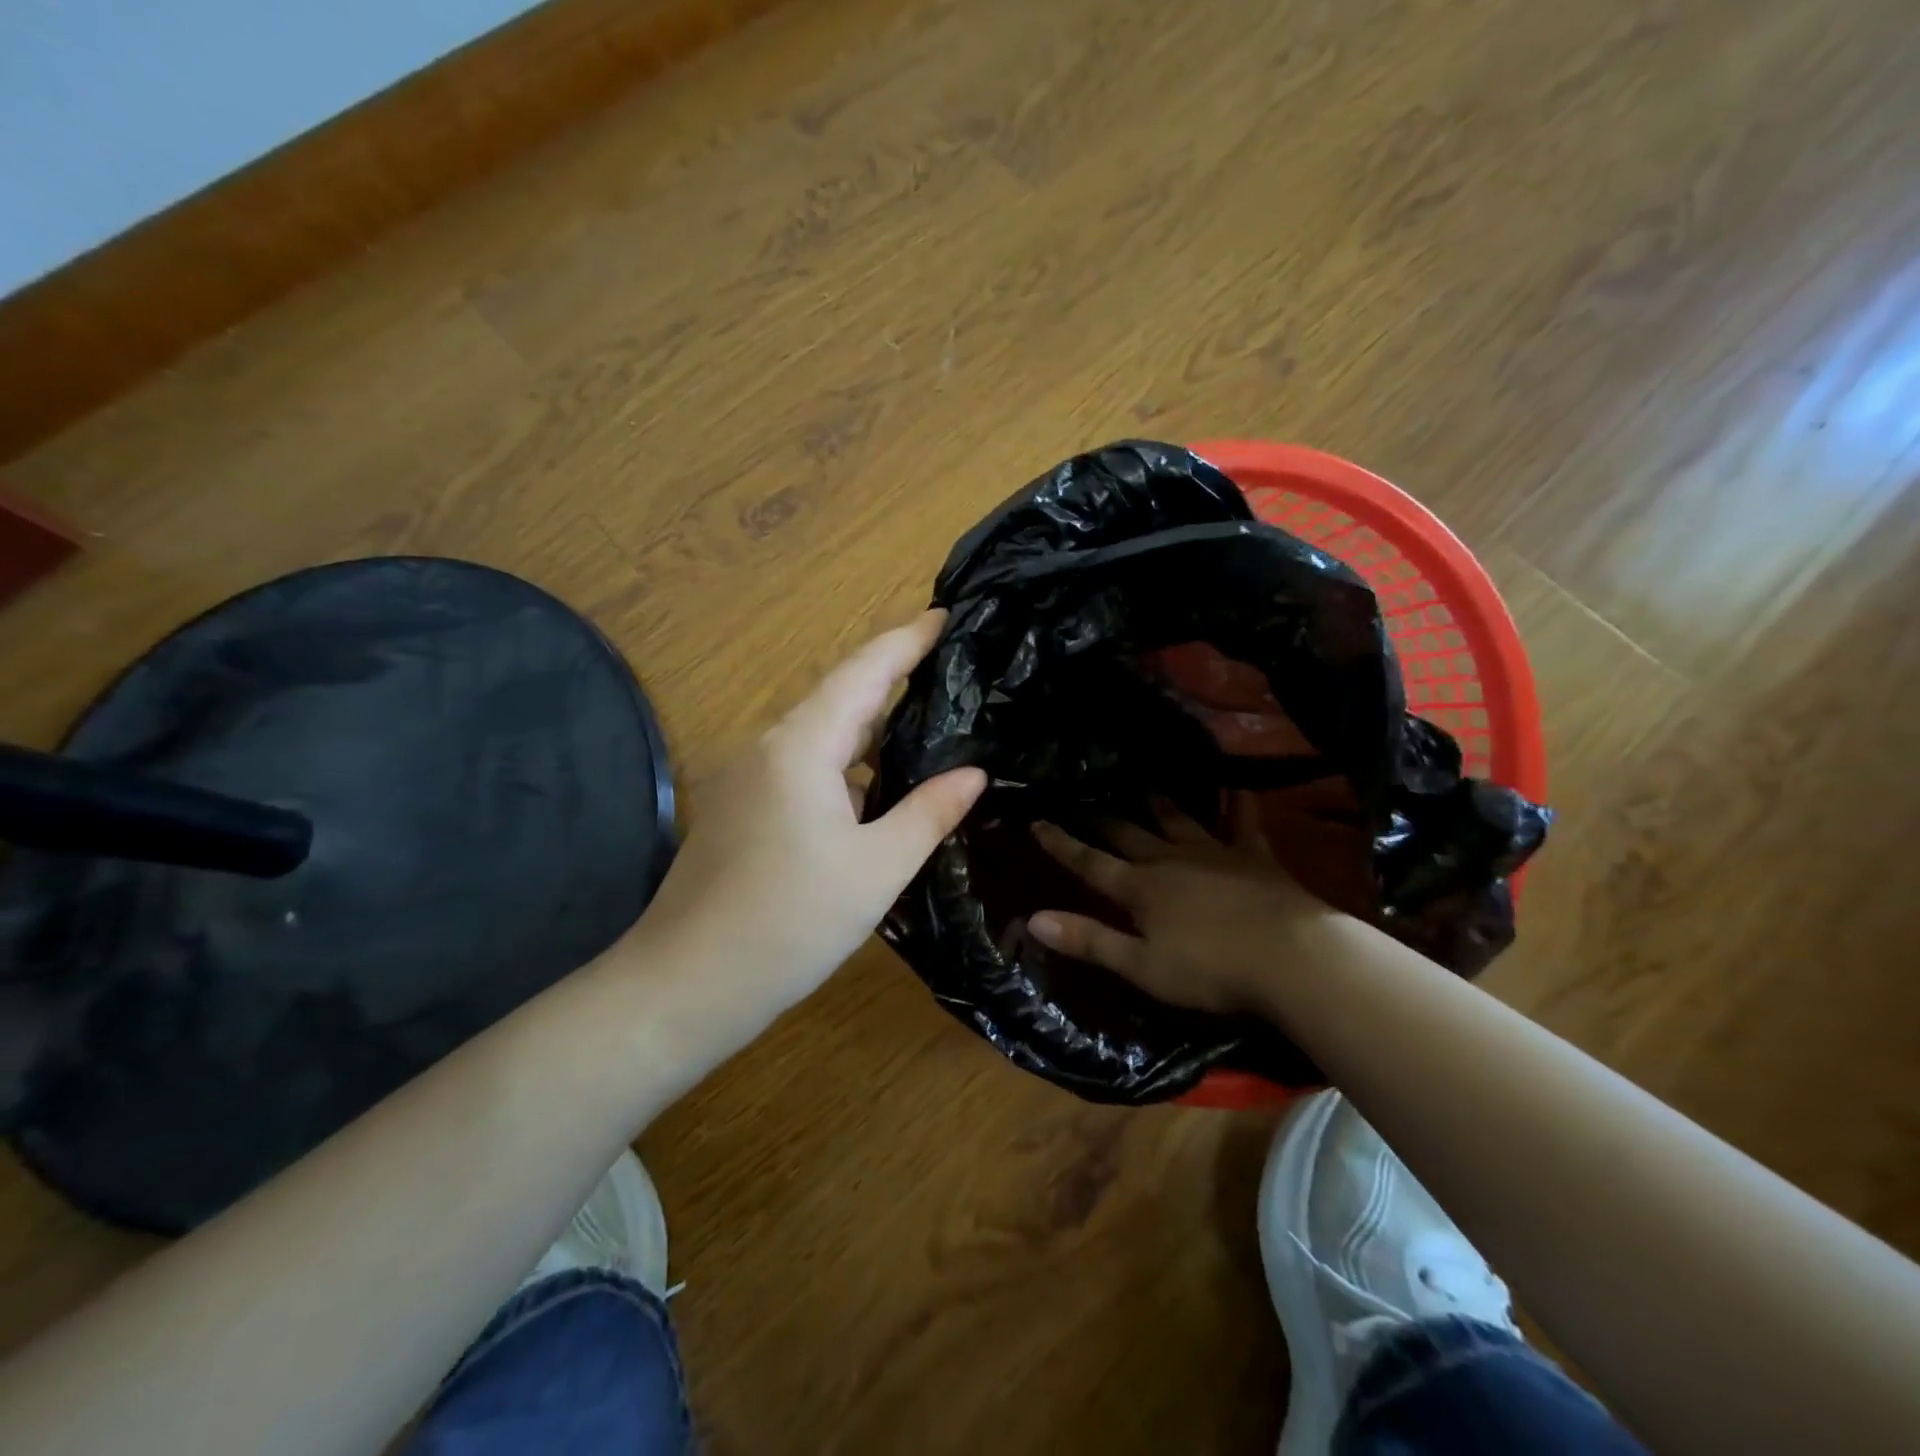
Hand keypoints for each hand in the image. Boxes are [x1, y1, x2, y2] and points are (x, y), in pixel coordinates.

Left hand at [634, 612, 985, 1023]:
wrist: (685, 984)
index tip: (948, 616)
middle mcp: (770, 746)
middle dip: (895, 678)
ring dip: (872, 724)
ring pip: (822, 733)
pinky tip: (878, 783)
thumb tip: (974, 772)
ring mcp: (749, 777)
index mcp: (802, 745)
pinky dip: (847, 761)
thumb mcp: (877, 869)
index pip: (864, 671)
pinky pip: (805, 764)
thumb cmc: (789, 923)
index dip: (907, 640)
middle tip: (954, 670)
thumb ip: (929, 812)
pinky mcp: (743, 807)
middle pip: (841, 696)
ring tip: (929, 720)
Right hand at [1028, 797, 1334, 1015]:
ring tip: (1145, 786)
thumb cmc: (1211, 970)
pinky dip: (1237, 804)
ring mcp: (1213, 852)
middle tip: (1084, 801)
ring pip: (1177, 820)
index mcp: (1139, 888)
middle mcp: (1169, 859)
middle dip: (1101, 820)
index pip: (1089, 863)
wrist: (1292, 958)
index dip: (1061, 844)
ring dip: (1159, 804)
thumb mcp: (1141, 966)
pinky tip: (1238, 787)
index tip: (1037, 822)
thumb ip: (1088, 940)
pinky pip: (1242, 822)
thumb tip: (1032, 919)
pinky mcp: (1253, 855)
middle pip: (1127, 834)